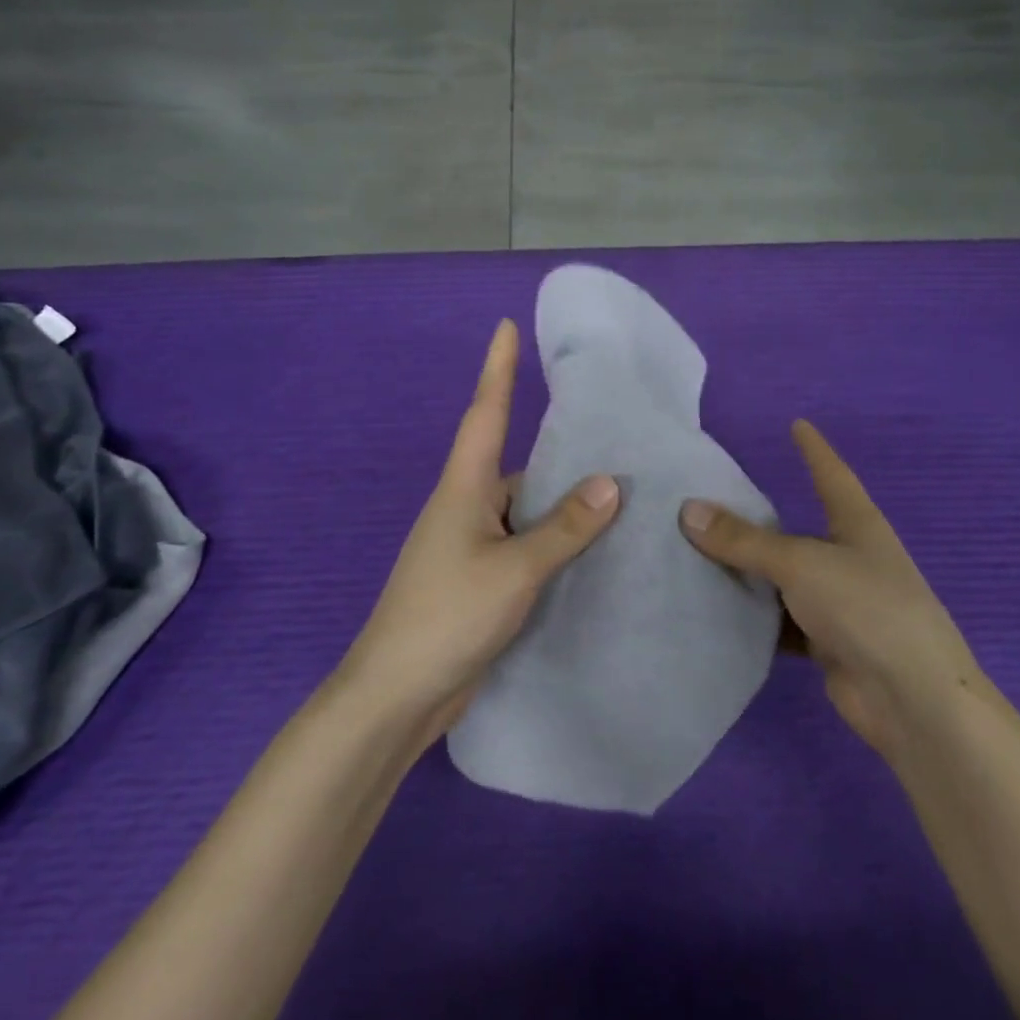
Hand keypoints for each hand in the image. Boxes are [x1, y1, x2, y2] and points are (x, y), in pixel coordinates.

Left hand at [338, 319, 620, 747]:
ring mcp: (470, 546)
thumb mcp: (515, 569)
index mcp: (463, 489)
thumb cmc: (449, 616)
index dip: (498, 368)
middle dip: (558, 451)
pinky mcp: (479, 580)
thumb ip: (564, 528)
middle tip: (615, 436)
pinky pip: (524, 545)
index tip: (506, 326)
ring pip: (524, 510)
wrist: (398, 693)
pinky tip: (590, 551)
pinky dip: (553, 542)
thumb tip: (611, 482)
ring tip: (621, 496)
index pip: (485, 413)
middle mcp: (465, 508)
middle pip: (516, 465)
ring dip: (561, 505)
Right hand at [679, 420, 975, 756]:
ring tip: (695, 560)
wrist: (910, 698)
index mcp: (857, 526)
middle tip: (706, 505)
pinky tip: (717, 614)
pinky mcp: (828, 643)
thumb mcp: (800, 563)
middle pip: (797, 531)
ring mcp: (841, 604)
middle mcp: (851, 559)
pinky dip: (755, 619)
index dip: (814, 450)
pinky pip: (781, 622)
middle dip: (758, 522)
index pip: (831, 475)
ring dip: (750, 576)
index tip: (798, 424)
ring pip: (784, 581)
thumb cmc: (865, 608)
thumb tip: (688, 510)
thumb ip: (744, 541)